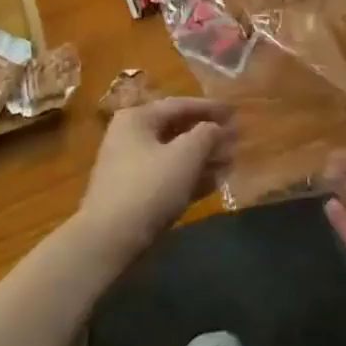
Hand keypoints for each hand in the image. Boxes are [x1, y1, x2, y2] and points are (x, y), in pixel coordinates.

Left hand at [76, 96, 235, 261]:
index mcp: (138, 118)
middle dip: (208, 135)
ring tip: (231, 161)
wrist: (108, 240)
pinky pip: (168, 176)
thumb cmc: (149, 187)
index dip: (210, 108)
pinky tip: (214, 183)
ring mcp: (130, 166)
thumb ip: (206, 134)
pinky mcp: (134, 194)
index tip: (235, 112)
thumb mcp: (185, 155)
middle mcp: (131, 136)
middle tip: (236, 139)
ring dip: (203, 158)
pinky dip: (190, 176)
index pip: (180, 105)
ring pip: (174, 155)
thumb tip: (216, 128)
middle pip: (177, 130)